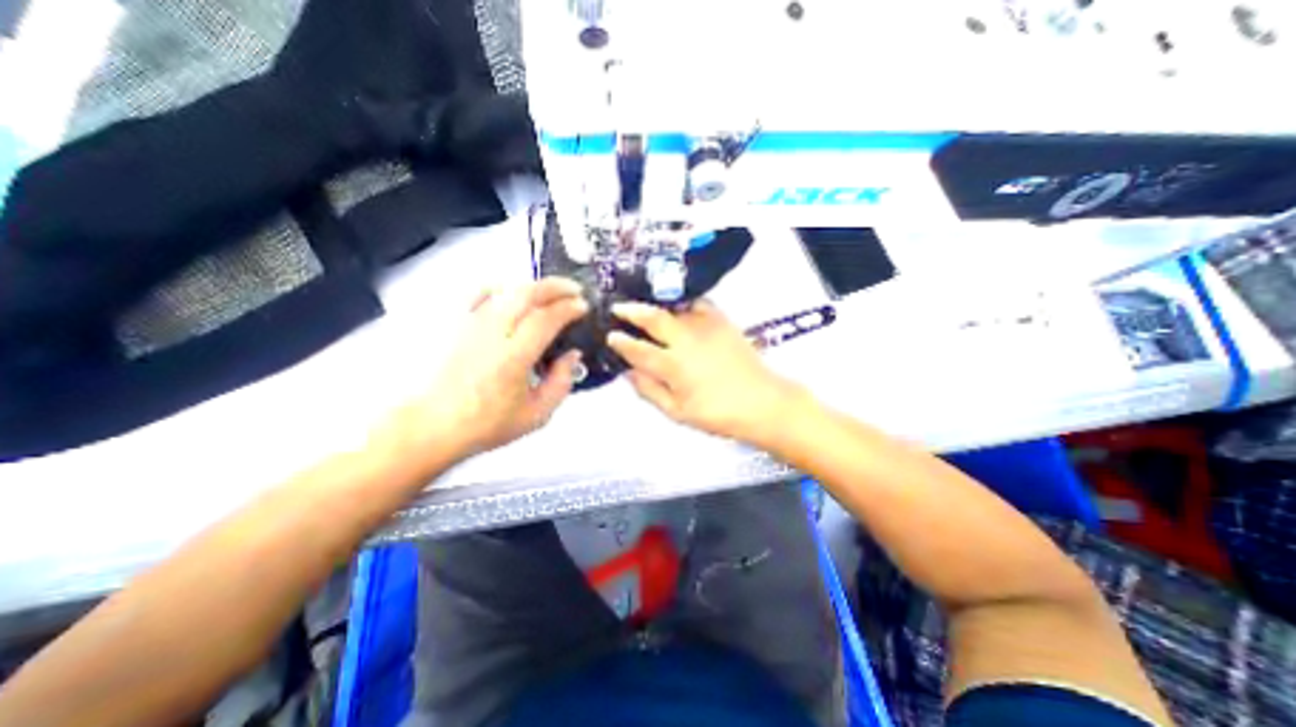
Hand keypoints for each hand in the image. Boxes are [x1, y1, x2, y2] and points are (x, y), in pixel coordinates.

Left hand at [396, 278, 587, 460]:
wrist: (432, 426)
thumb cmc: (486, 424)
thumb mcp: (537, 414)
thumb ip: (561, 382)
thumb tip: (572, 355)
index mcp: (513, 357)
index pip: (546, 318)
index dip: (569, 308)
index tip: (583, 307)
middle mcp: (491, 333)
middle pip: (526, 293)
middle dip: (556, 287)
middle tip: (574, 290)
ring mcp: (470, 324)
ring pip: (505, 289)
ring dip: (533, 286)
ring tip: (549, 293)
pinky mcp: (456, 324)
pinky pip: (479, 294)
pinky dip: (500, 288)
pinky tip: (511, 294)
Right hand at [612, 298, 805, 445]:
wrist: (762, 402)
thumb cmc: (717, 413)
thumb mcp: (677, 412)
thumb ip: (649, 391)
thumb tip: (628, 372)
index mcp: (674, 366)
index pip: (638, 349)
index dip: (621, 342)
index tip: (610, 336)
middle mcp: (686, 340)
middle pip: (653, 318)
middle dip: (630, 311)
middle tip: (617, 308)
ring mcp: (705, 326)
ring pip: (672, 308)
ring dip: (653, 305)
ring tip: (641, 305)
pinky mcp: (721, 320)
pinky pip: (696, 303)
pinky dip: (681, 302)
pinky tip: (675, 306)